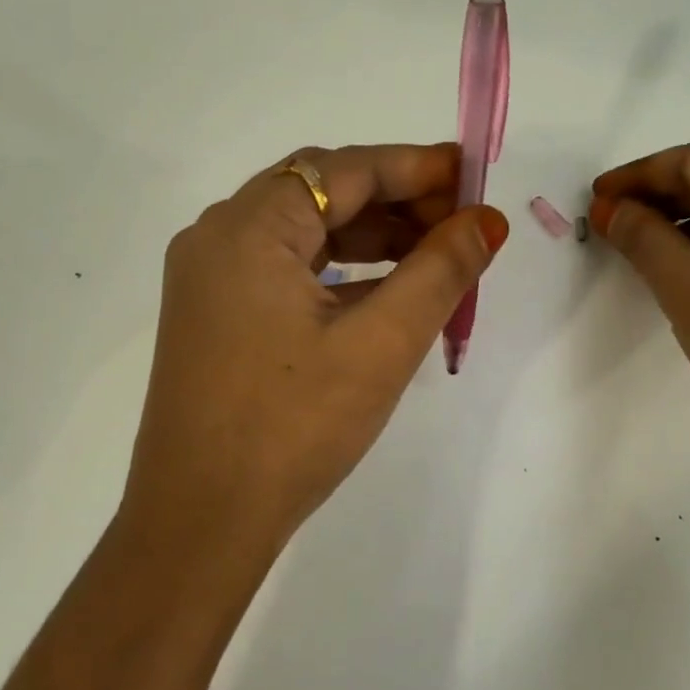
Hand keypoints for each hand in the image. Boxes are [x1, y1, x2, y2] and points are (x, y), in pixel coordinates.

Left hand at [121, 144, 509, 562]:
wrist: (202, 522)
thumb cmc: (294, 427)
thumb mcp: (381, 344)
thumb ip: (440, 271)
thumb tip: (487, 221)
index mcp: (248, 228)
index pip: (344, 169)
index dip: (416, 167)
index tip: (474, 177)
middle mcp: (218, 238)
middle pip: (320, 194)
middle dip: (396, 203)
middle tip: (462, 225)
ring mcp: (208, 279)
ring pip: (303, 234)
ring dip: (370, 240)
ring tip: (436, 259)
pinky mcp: (213, 316)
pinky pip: (284, 272)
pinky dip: (338, 274)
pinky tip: (384, 295)